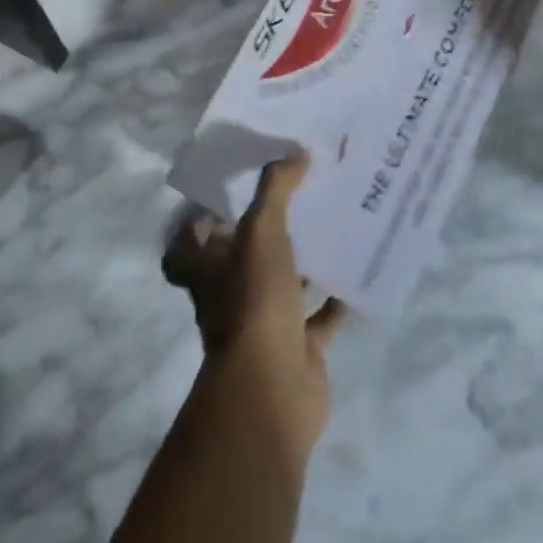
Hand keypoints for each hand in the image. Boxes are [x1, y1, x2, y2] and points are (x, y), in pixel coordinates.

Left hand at [162, 155, 346, 456]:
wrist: (273, 390)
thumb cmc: (254, 300)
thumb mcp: (262, 231)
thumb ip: (276, 189)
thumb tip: (296, 152)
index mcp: (208, 271)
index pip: (185, 247)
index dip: (196, 227)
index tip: (223, 200)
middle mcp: (230, 297)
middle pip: (238, 264)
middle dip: (261, 237)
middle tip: (292, 201)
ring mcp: (264, 327)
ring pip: (282, 287)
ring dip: (302, 265)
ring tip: (329, 227)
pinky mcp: (298, 350)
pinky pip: (319, 320)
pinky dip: (335, 301)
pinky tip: (358, 273)